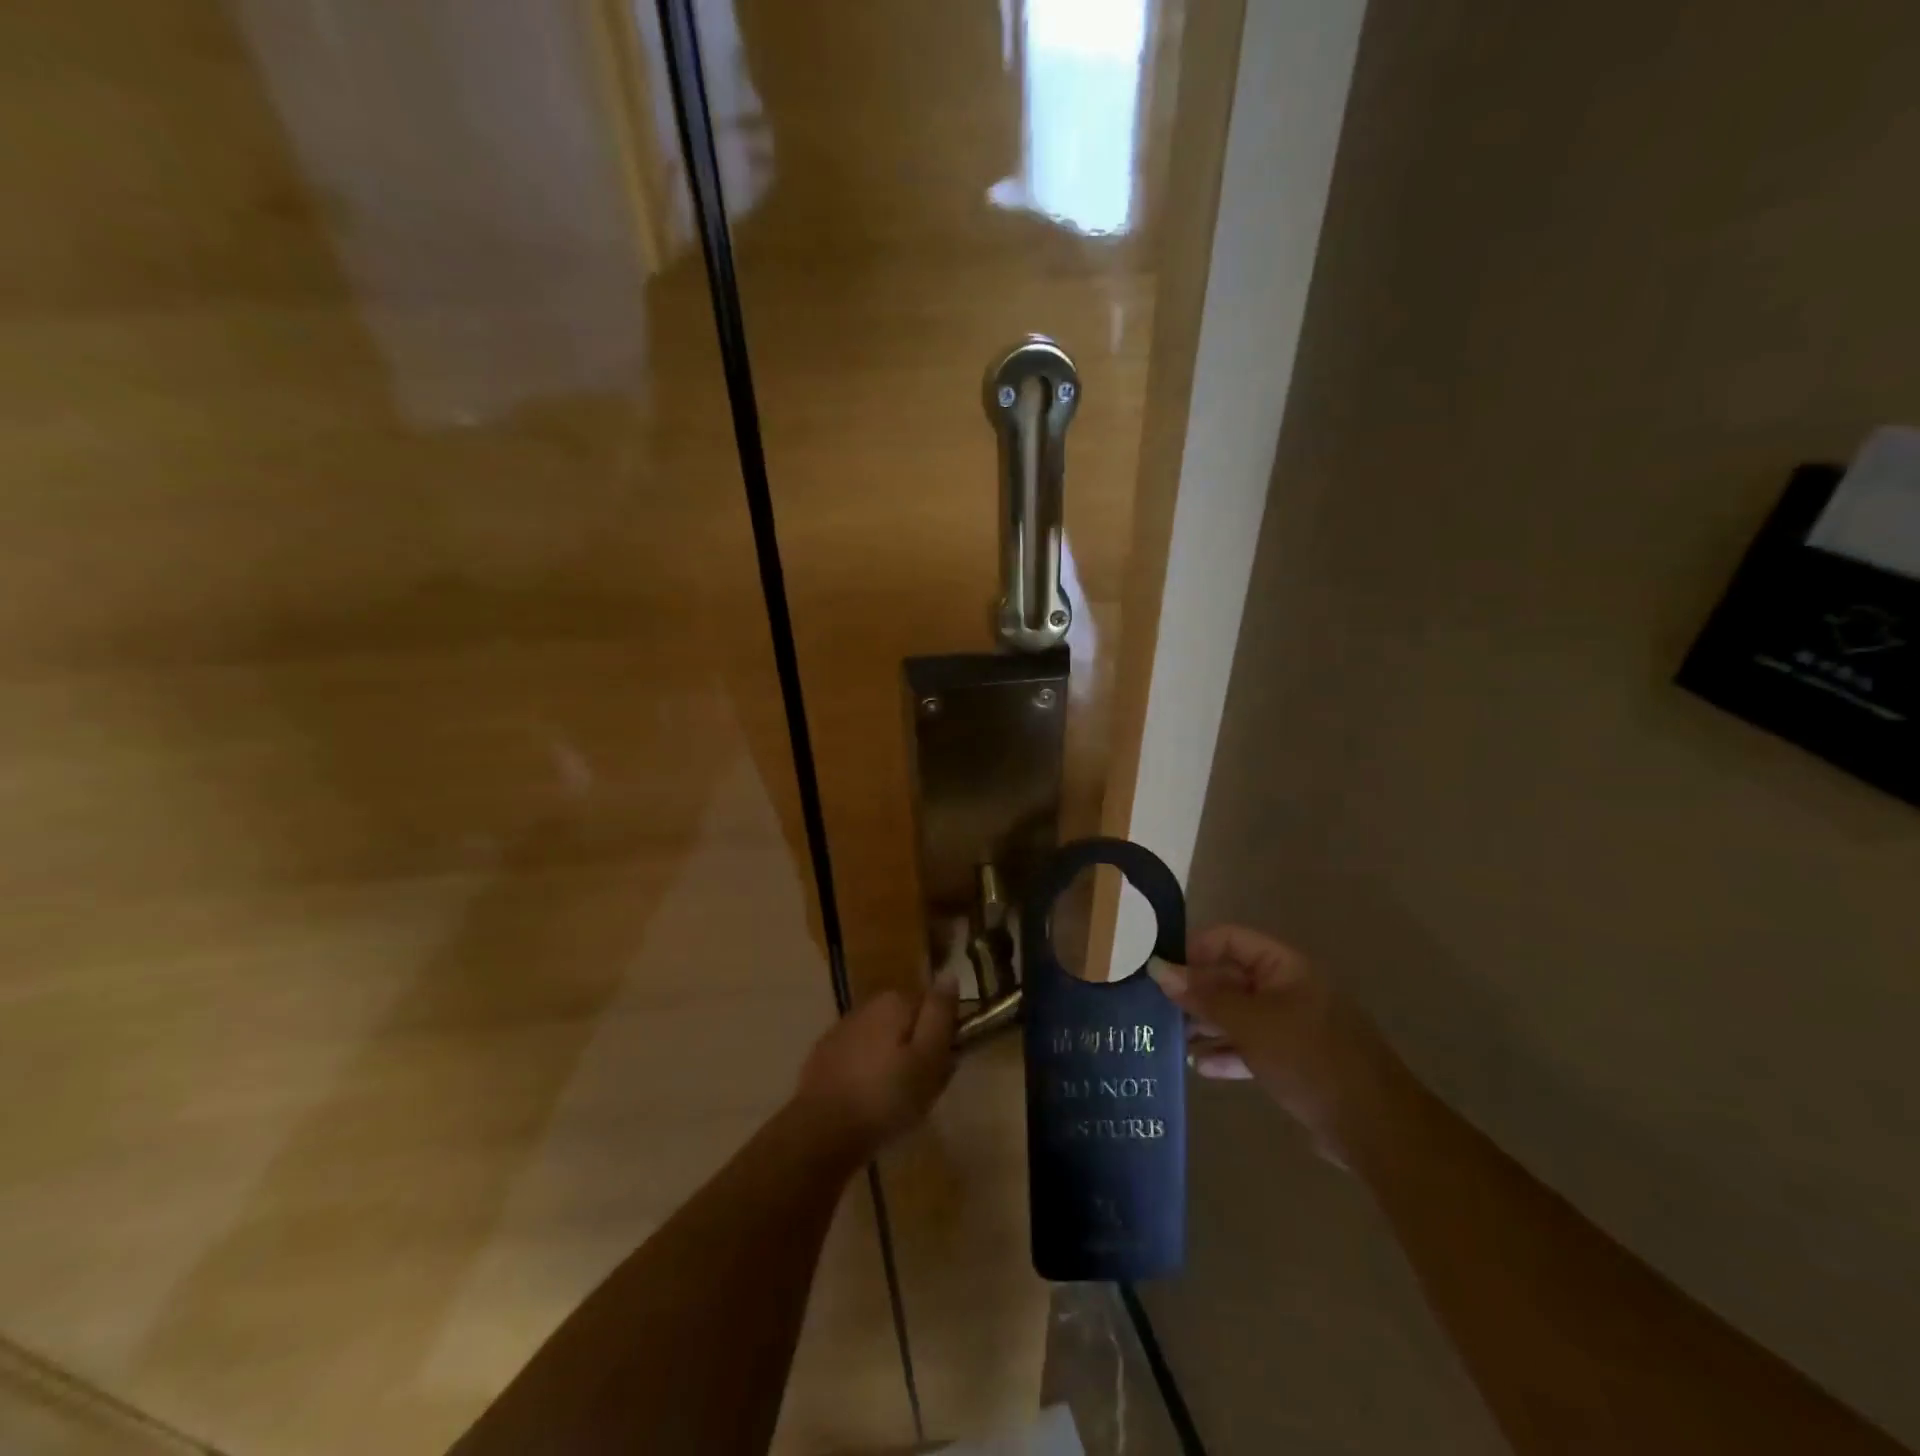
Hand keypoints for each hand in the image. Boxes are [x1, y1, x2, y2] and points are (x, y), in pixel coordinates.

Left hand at [793, 978, 958, 1155]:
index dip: (942, 1036)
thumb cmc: (887, 1096)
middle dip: (916, 1049)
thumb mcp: (929, 1057)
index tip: (943, 1067)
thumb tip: (949, 974)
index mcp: (894, 1001)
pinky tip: (867, 1101)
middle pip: (906, 1022)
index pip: (931, 1006)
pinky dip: (867, 1073)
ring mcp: (842, 1029)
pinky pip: (858, 1058)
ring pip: (881, 1040)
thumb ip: (940, 1014)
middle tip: (922, 1088)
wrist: (822, 1131)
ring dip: (891, 1061)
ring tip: (895, 1101)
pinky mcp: (824, 1055)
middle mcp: (867, 1005)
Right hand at [1151, 925, 1401, 1164]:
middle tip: (1157, 1009)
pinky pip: (1251, 1045)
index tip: (1160, 972)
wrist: (1375, 1128)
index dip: (1193, 949)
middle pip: (1231, 977)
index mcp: (1284, 966)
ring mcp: (1291, 1025)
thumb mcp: (1250, 1024)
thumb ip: (1204, 996)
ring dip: (1206, 1024)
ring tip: (1171, 1039)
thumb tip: (1158, 969)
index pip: (1229, 939)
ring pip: (1238, 1014)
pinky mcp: (1293, 1059)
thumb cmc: (1309, 1059)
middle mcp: (1287, 988)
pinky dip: (1226, 1052)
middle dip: (1195, 992)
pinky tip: (1200, 1067)